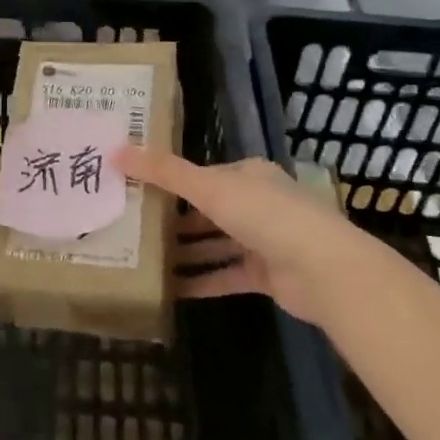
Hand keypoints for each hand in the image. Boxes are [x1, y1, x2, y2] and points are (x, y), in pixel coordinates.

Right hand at [117, 147, 350, 326]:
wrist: (323, 270)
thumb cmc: (265, 215)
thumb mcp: (208, 188)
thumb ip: (164, 172)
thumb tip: (115, 150)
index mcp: (248, 175)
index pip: (203, 175)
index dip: (171, 181)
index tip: (137, 189)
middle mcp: (257, 204)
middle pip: (208, 209)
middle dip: (175, 219)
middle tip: (133, 226)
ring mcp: (263, 241)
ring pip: (215, 243)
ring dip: (186, 251)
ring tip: (144, 258)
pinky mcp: (266, 276)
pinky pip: (225, 275)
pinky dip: (201, 280)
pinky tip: (171, 288)